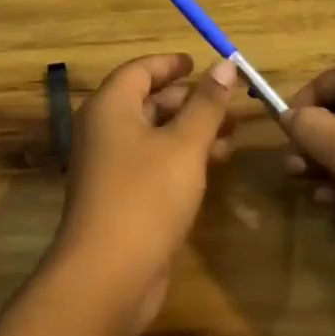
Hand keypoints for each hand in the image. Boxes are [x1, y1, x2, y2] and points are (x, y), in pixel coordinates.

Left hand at [49, 52, 238, 335]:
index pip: (139, 70)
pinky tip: (213, 165)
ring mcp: (108, 166)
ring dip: (190, 130)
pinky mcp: (119, 197)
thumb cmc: (146, 196)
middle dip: (188, 100)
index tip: (199, 62)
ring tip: (231, 134)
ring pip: (153, 135)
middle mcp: (103, 131)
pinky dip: (180, 157)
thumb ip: (207, 104)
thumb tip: (224, 65)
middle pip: (146, 102)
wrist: (109, 273)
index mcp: (110, 108)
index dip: (170, 64)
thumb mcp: (184, 144)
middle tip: (226, 102)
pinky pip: (152, 163)